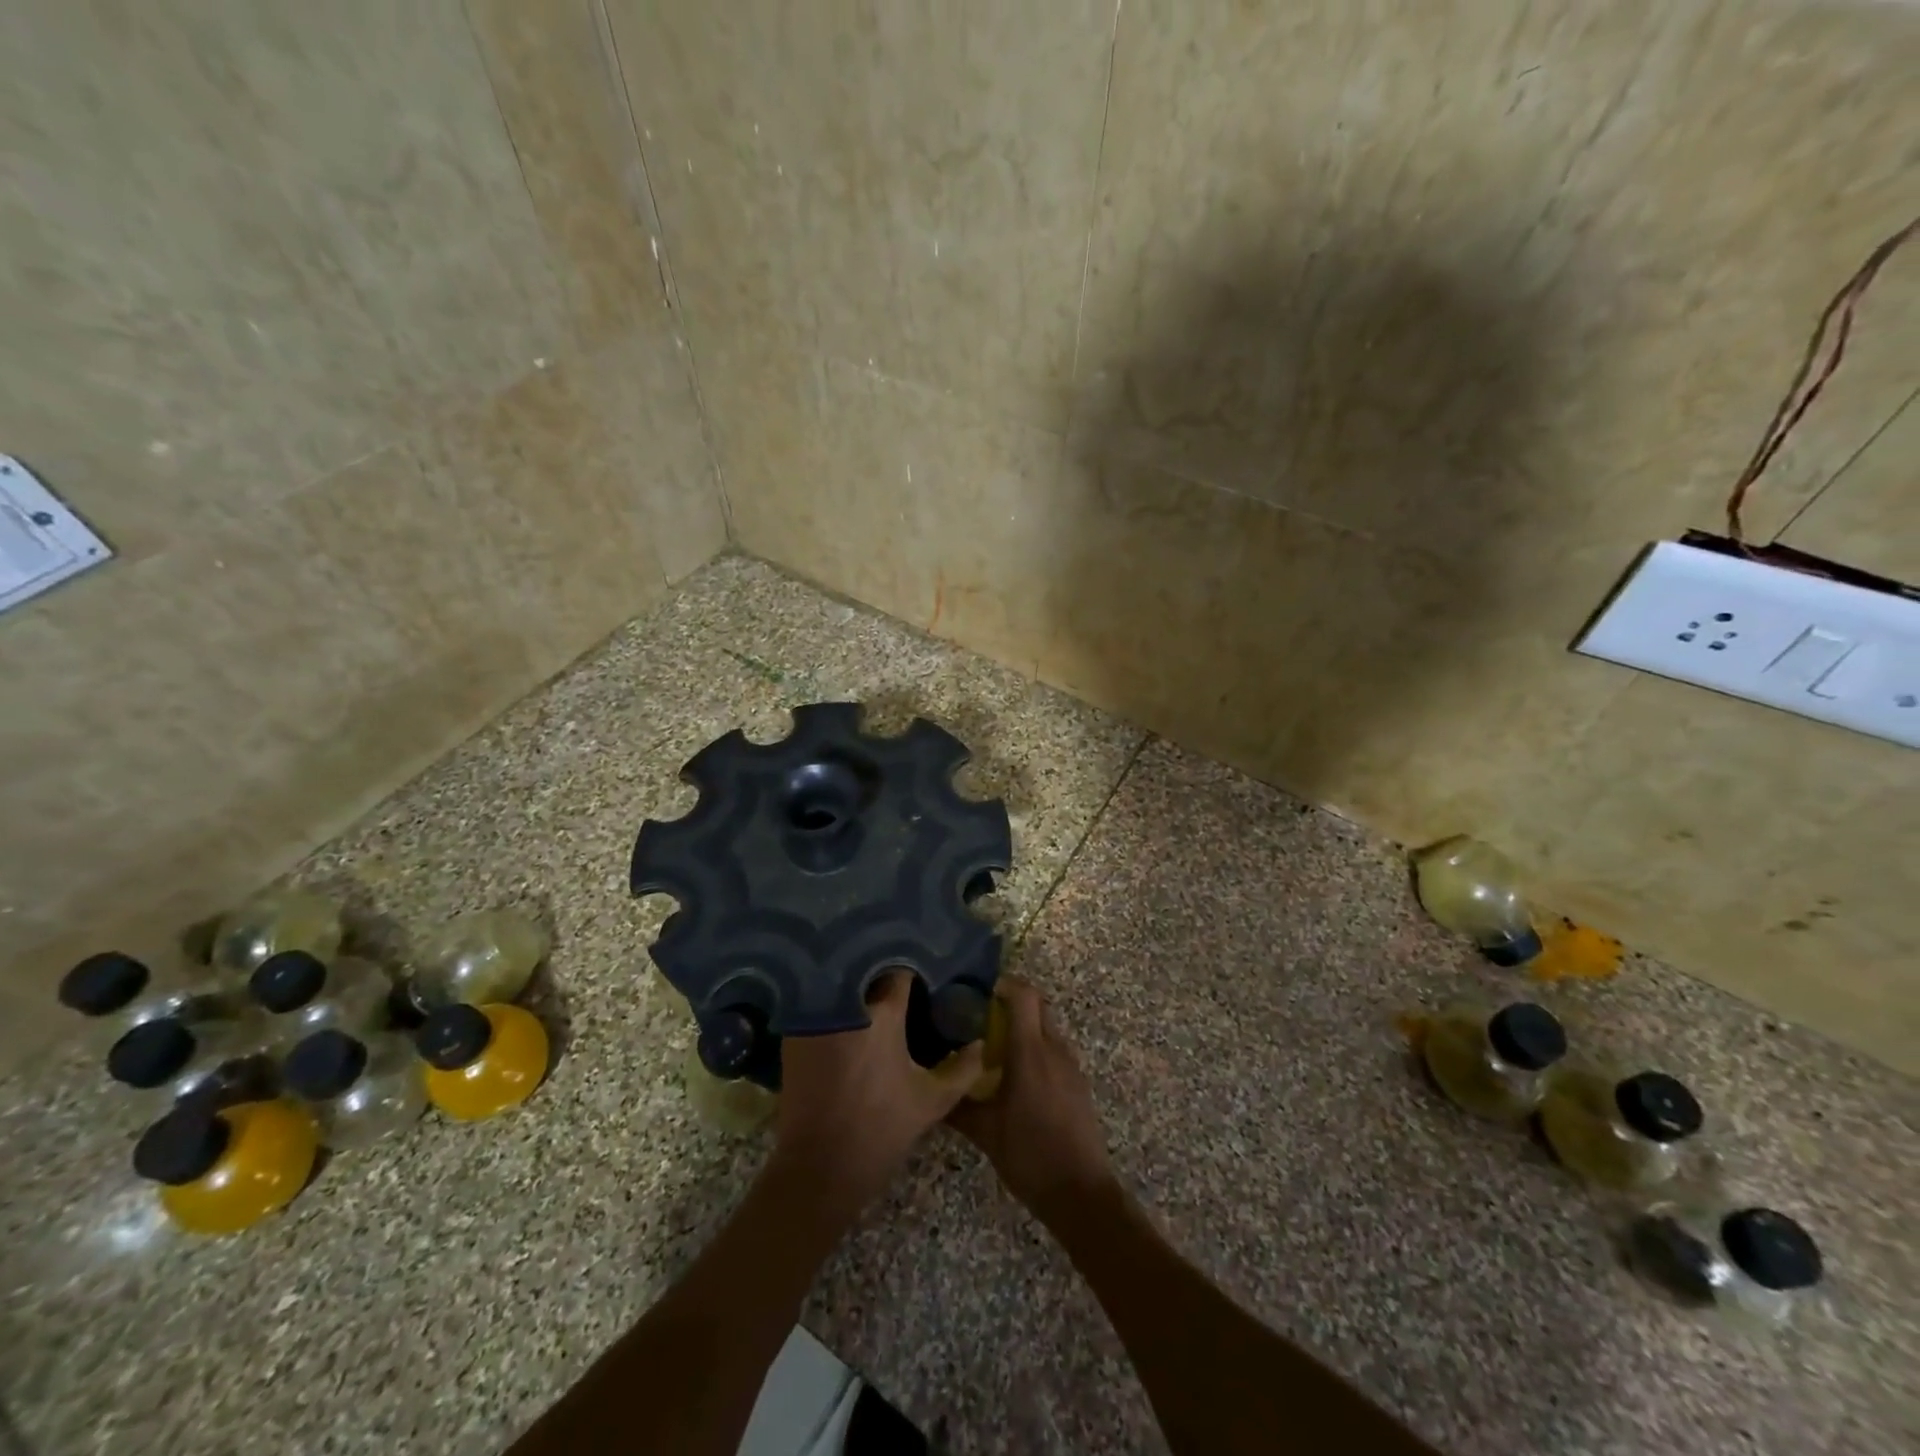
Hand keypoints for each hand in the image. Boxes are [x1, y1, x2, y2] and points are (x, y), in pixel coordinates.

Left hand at [772, 971, 982, 1215]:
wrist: (820, 1168)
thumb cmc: (882, 1131)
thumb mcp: (932, 1101)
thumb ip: (963, 1068)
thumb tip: (980, 1043)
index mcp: (884, 1014)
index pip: (901, 969)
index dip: (914, 968)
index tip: (923, 974)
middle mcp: (847, 1004)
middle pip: (866, 968)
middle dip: (882, 968)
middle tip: (899, 979)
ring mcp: (815, 1016)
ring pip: (839, 982)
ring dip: (856, 981)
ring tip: (872, 990)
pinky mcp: (794, 1033)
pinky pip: (818, 1002)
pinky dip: (832, 1001)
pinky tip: (846, 1013)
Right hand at [948, 978, 1117, 1225]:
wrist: (1080, 1192)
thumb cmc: (1029, 1155)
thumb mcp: (985, 1132)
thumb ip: (956, 1106)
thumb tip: (931, 1091)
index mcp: (1030, 1052)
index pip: (1023, 995)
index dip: (1003, 983)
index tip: (979, 990)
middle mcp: (1054, 1049)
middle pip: (1037, 1004)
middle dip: (1012, 1001)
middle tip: (982, 1014)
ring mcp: (1070, 1065)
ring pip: (1047, 1026)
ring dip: (1024, 1025)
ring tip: (995, 1045)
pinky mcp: (1078, 1082)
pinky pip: (1055, 1049)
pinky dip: (1036, 1047)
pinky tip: (1017, 1074)